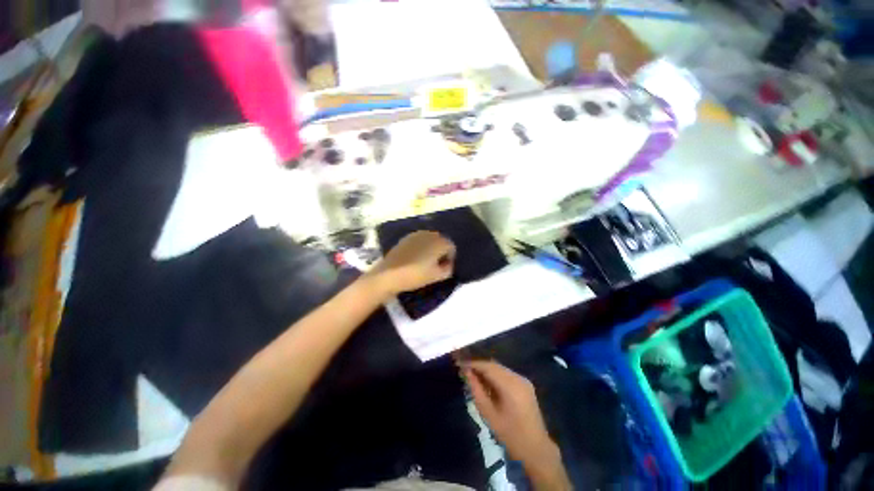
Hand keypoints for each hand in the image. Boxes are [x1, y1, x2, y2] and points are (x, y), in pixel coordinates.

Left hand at [368, 231, 455, 297]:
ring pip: (429, 240)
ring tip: (425, 262)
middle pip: (441, 241)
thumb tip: (447, 264)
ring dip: (430, 249)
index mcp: (440, 242)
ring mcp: (416, 234)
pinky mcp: (405, 238)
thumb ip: (448, 269)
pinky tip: (414, 258)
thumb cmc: (416, 275)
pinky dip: (420, 248)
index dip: (450, 258)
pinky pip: (419, 241)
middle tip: (435, 265)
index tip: (444, 268)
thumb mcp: (437, 276)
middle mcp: (429, 234)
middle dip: (441, 252)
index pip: (451, 247)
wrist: (389, 274)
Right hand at [464, 361, 570, 490]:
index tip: (460, 364)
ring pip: (500, 368)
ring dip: (487, 370)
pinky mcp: (526, 384)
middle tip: (465, 370)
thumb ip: (476, 390)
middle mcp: (518, 378)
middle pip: (494, 365)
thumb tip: (466, 373)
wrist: (536, 449)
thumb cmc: (510, 435)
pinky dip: (495, 375)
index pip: (488, 367)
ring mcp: (523, 380)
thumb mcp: (488, 414)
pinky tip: (487, 383)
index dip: (473, 364)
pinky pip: (506, 374)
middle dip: (479, 366)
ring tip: (473, 376)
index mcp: (510, 386)